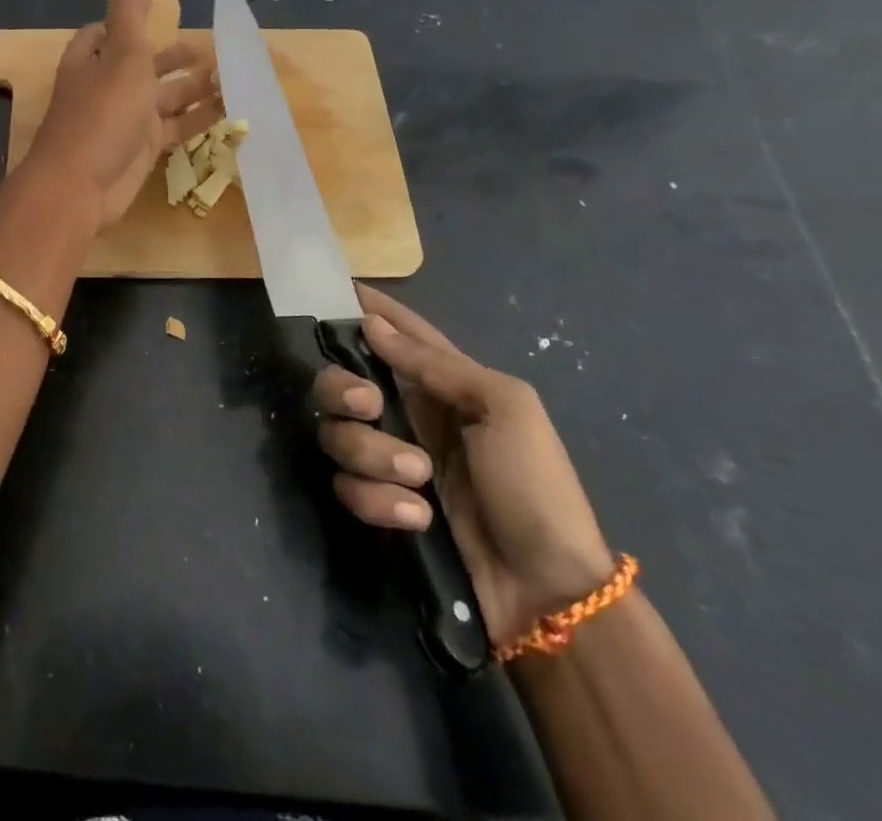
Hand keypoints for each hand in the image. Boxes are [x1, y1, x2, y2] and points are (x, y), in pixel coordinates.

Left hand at [21, 0, 219, 230]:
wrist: (80, 186)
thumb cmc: (102, 114)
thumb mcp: (122, 57)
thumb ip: (131, 16)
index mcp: (92, 60)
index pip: (106, 33)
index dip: (130, 23)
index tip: (162, 16)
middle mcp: (105, 87)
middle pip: (142, 65)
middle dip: (173, 57)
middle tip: (211, 49)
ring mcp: (124, 120)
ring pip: (163, 97)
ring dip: (193, 87)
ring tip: (229, 75)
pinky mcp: (141, 150)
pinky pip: (174, 128)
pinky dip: (198, 119)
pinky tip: (228, 110)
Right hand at [312, 286, 615, 645]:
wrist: (547, 590)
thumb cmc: (534, 484)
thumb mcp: (504, 408)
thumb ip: (436, 365)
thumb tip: (372, 325)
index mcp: (443, 383)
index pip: (398, 332)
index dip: (368, 309)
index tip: (334, 292)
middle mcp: (408, 413)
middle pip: (342, 381)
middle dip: (343, 389)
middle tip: (369, 407)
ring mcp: (391, 460)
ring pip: (339, 434)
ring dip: (372, 454)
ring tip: (419, 478)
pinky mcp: (382, 504)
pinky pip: (349, 487)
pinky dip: (379, 500)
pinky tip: (418, 517)